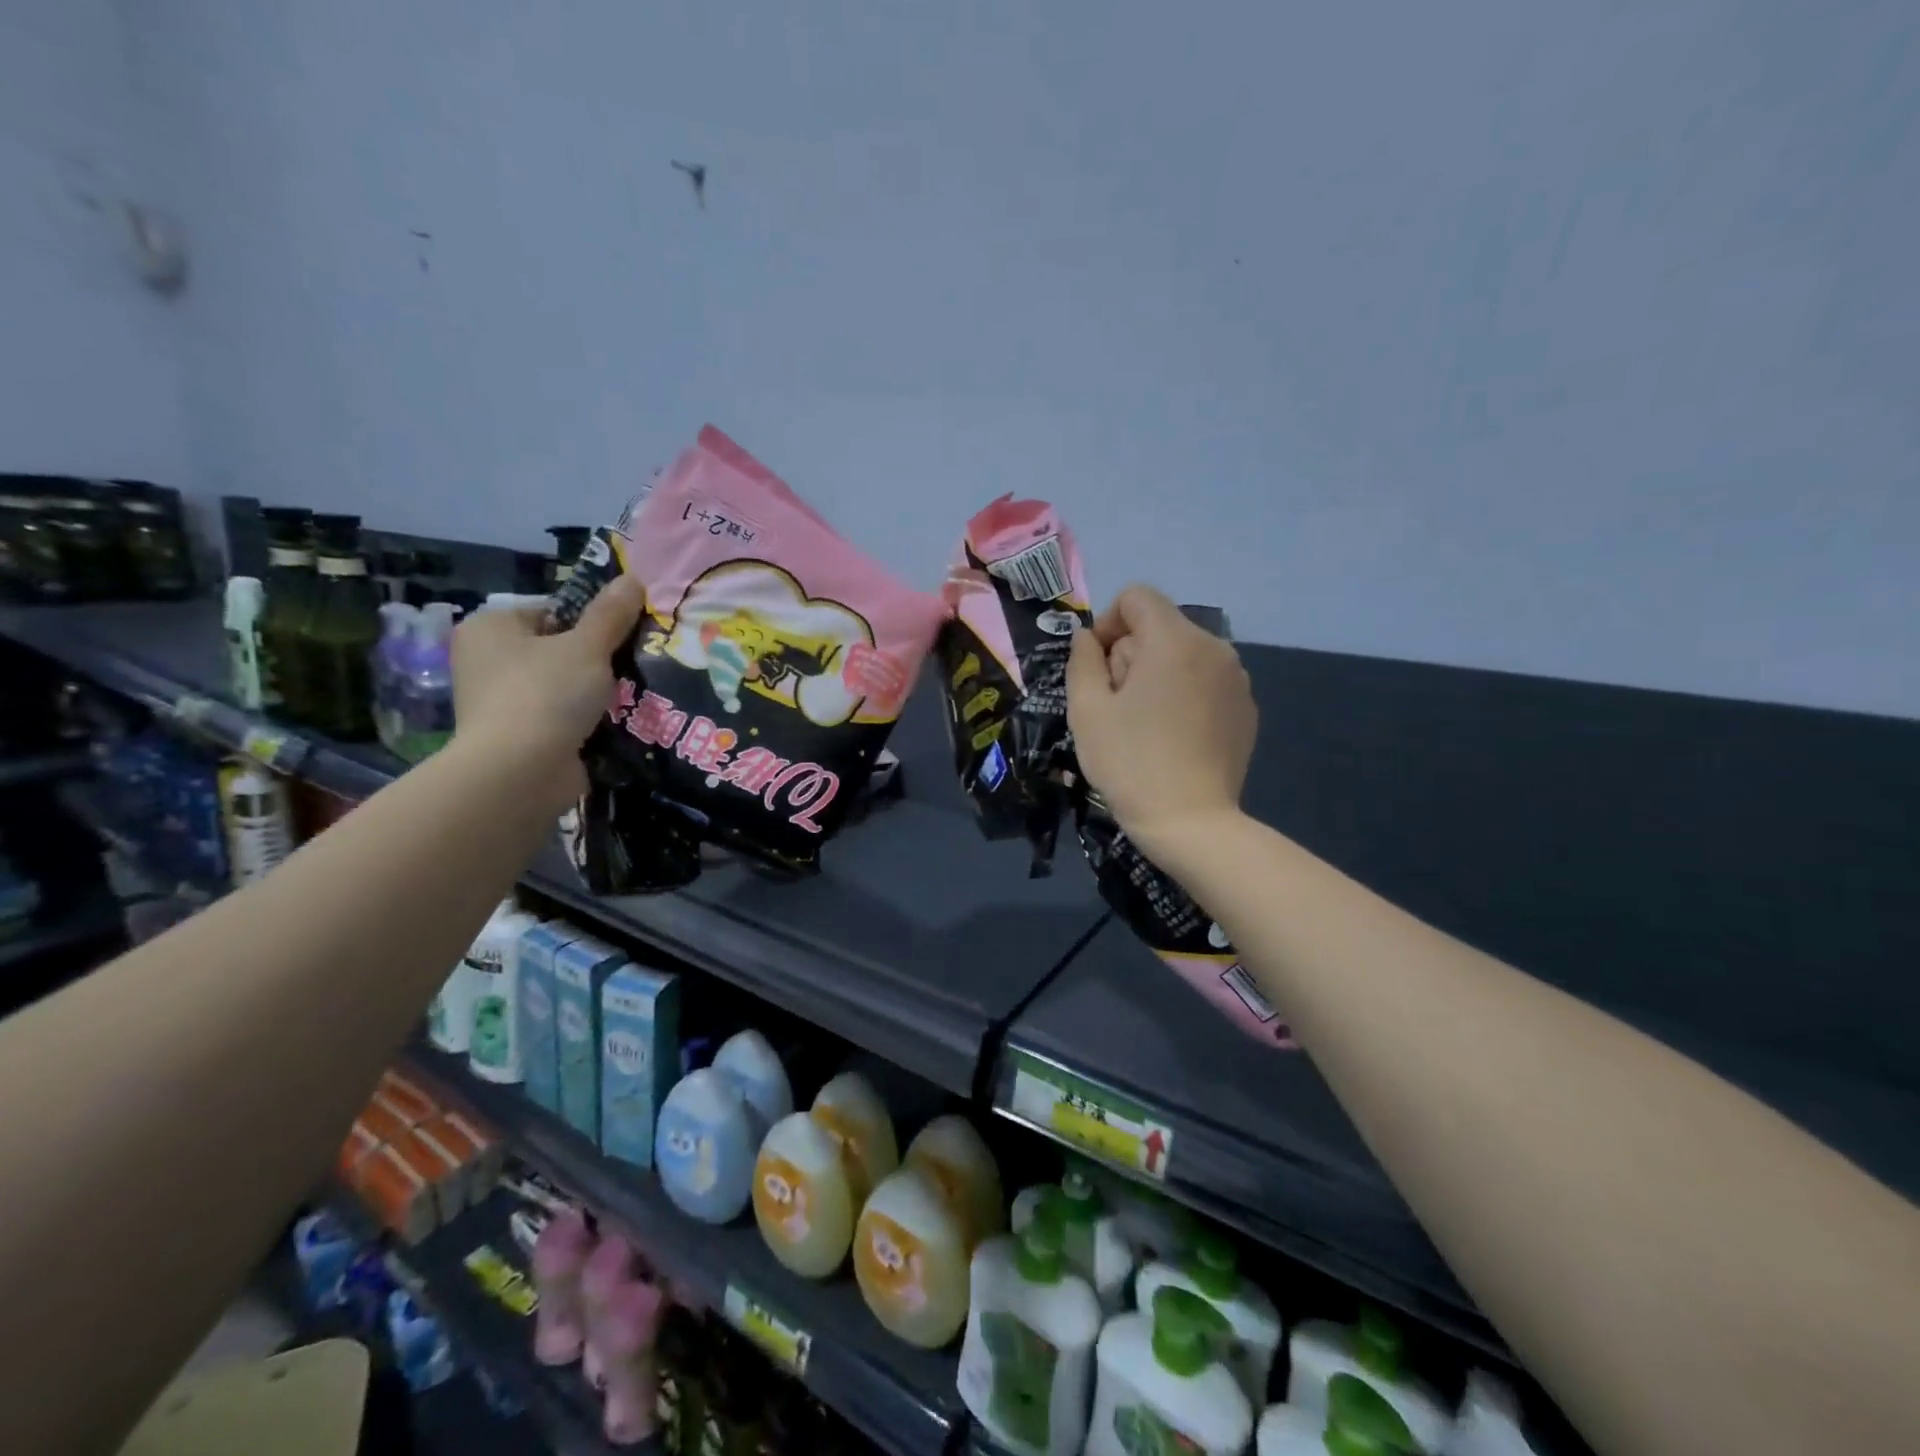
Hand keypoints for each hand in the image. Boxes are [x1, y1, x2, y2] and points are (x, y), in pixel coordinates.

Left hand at [452, 576, 644, 809]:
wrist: (519, 772)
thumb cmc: (546, 694)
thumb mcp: (588, 646)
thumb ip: (611, 613)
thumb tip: (633, 578)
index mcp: (490, 627)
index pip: (551, 610)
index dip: (591, 620)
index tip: (624, 634)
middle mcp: (486, 660)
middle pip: (557, 648)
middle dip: (596, 658)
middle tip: (634, 663)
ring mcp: (499, 702)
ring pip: (562, 685)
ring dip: (594, 691)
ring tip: (633, 693)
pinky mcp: (516, 736)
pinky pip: (560, 717)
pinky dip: (585, 720)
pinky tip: (617, 722)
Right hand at [1066, 583, 1256, 852]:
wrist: (1191, 822)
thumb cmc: (1129, 763)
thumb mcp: (1086, 710)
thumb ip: (1082, 661)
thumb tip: (1088, 638)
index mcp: (1174, 640)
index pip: (1137, 597)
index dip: (1107, 623)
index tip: (1098, 668)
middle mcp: (1214, 647)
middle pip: (1160, 626)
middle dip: (1131, 653)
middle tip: (1117, 704)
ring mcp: (1237, 678)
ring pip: (1183, 653)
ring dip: (1157, 673)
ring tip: (1145, 723)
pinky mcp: (1247, 707)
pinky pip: (1206, 680)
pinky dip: (1184, 693)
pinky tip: (1174, 736)